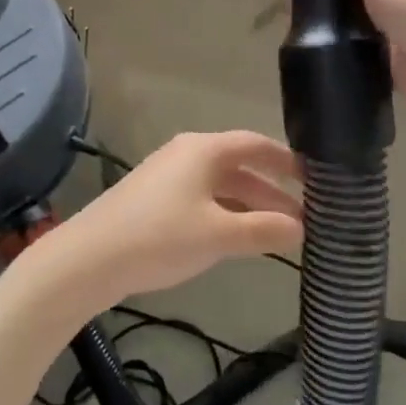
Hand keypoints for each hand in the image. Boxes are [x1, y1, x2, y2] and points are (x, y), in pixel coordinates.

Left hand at [45, 132, 302, 309]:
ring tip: (280, 234)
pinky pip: (203, 200)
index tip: (317, 180)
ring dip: (251, 207)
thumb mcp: (219, 235)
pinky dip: (227, 215)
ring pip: (222, 187)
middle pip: (241, 167)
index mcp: (204, 150)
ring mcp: (169, 177)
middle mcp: (188, 155)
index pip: (257, 145)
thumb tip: (301, 229)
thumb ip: (264, 230)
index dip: (288, 161)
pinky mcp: (155, 201)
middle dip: (273, 192)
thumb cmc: (159, 237)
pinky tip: (239, 241)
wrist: (89, 259)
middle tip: (306, 218)